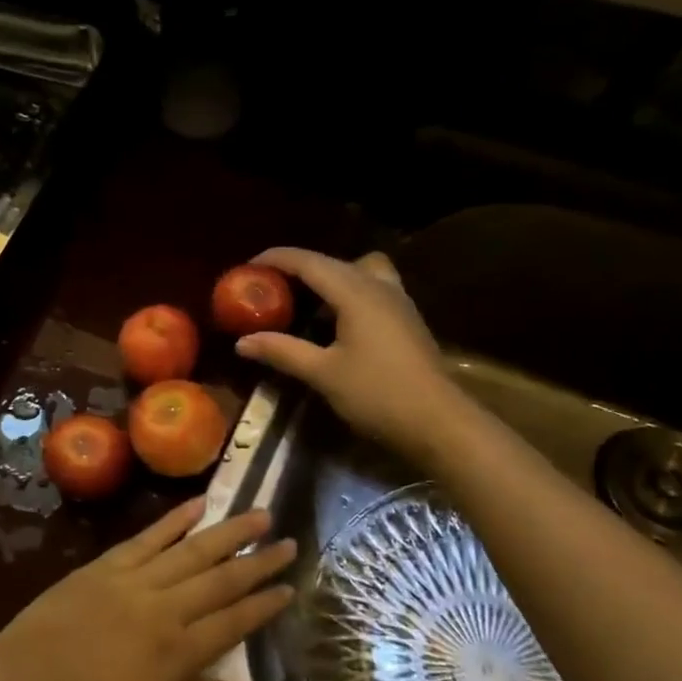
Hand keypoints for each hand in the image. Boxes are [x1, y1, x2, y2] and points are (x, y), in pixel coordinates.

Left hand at [0, 500, 294, 680]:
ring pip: (192, 550)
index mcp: (179, 652)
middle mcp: (166, 608)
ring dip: (228, 531)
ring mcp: (136, 581)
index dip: (264, 605)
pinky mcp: (107, 565)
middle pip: (221, 579)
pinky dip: (174, 519)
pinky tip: (197, 504)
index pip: (234, 623)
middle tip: (289, 541)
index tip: (291, 587)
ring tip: (258, 513)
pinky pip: (148, 538)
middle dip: (258, 560)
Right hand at [234, 247, 467, 465]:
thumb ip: (282, 351)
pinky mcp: (406, 319)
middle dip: (299, 268)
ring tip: (305, 302)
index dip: (277, 259)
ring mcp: (398, 301)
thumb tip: (242, 342)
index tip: (249, 266)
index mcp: (356, 292)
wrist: (439, 422)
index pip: (309, 262)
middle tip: (271, 286)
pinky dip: (348, 293)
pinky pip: (372, 288)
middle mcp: (378, 286)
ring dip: (329, 278)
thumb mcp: (323, 373)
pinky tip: (336, 322)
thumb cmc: (378, 394)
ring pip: (358, 271)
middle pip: (333, 262)